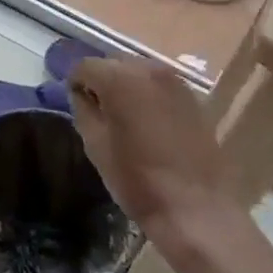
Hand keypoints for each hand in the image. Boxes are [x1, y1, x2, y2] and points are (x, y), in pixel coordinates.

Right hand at [68, 58, 230, 251]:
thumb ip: (83, 110)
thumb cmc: (138, 180)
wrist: (196, 208)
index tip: (78, 108)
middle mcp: (149, 68)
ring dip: (127, 89)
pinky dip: (149, 97)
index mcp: (121, 79)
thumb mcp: (96, 147)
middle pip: (113, 64)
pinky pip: (159, 86)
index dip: (76, 85)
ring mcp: (175, 81)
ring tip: (126, 121)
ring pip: (138, 73)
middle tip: (100, 115)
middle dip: (102, 84)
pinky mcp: (192, 97)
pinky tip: (151, 125)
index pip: (85, 66)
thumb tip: (81, 94)